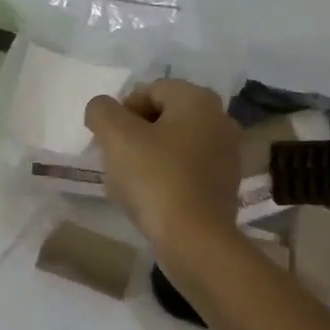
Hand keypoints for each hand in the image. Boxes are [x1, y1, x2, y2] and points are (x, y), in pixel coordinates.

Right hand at [83, 81, 240, 254]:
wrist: (194, 240)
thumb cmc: (155, 178)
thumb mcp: (116, 136)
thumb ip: (102, 111)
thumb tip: (102, 109)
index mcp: (198, 99)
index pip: (149, 90)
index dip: (121, 112)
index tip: (108, 140)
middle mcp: (220, 119)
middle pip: (163, 117)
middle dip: (134, 135)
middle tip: (116, 160)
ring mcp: (227, 154)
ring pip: (174, 145)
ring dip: (148, 157)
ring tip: (130, 183)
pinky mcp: (225, 185)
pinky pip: (187, 170)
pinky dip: (166, 177)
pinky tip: (151, 199)